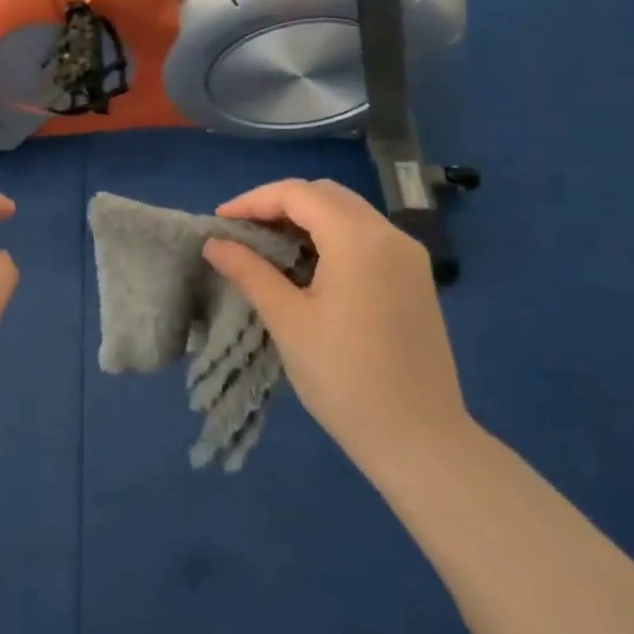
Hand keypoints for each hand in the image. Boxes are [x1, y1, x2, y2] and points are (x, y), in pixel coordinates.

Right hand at [200, 178, 471, 475]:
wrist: (420, 439)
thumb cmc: (345, 378)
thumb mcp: (287, 321)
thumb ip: (249, 272)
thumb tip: (213, 243)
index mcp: (358, 239)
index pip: (297, 194)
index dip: (253, 201)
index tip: (219, 221)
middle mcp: (389, 235)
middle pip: (325, 194)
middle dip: (279, 204)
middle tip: (242, 231)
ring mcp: (408, 256)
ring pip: (347, 212)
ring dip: (305, 218)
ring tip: (268, 246)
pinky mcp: (415, 278)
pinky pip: (366, 236)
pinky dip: (331, 236)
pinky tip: (307, 265)